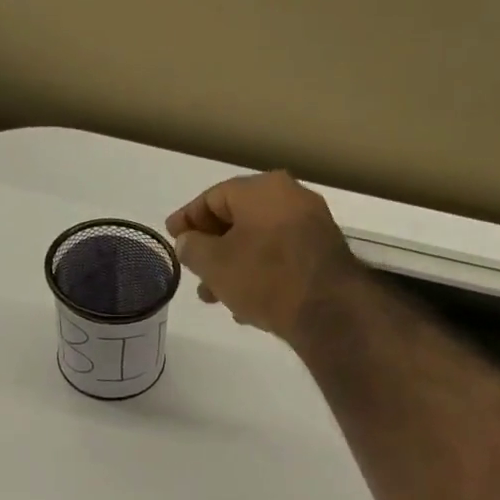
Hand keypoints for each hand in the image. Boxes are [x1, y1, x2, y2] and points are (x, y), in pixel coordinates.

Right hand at [165, 171, 363, 342]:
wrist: (328, 310)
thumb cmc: (264, 277)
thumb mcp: (215, 264)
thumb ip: (193, 248)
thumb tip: (188, 241)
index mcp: (262, 189)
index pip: (213, 197)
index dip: (188, 218)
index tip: (172, 237)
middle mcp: (291, 198)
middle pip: (238, 219)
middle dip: (211, 248)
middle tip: (193, 271)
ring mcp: (312, 226)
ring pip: (259, 242)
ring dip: (233, 266)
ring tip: (214, 296)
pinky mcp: (323, 255)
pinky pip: (280, 258)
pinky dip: (258, 274)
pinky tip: (245, 305)